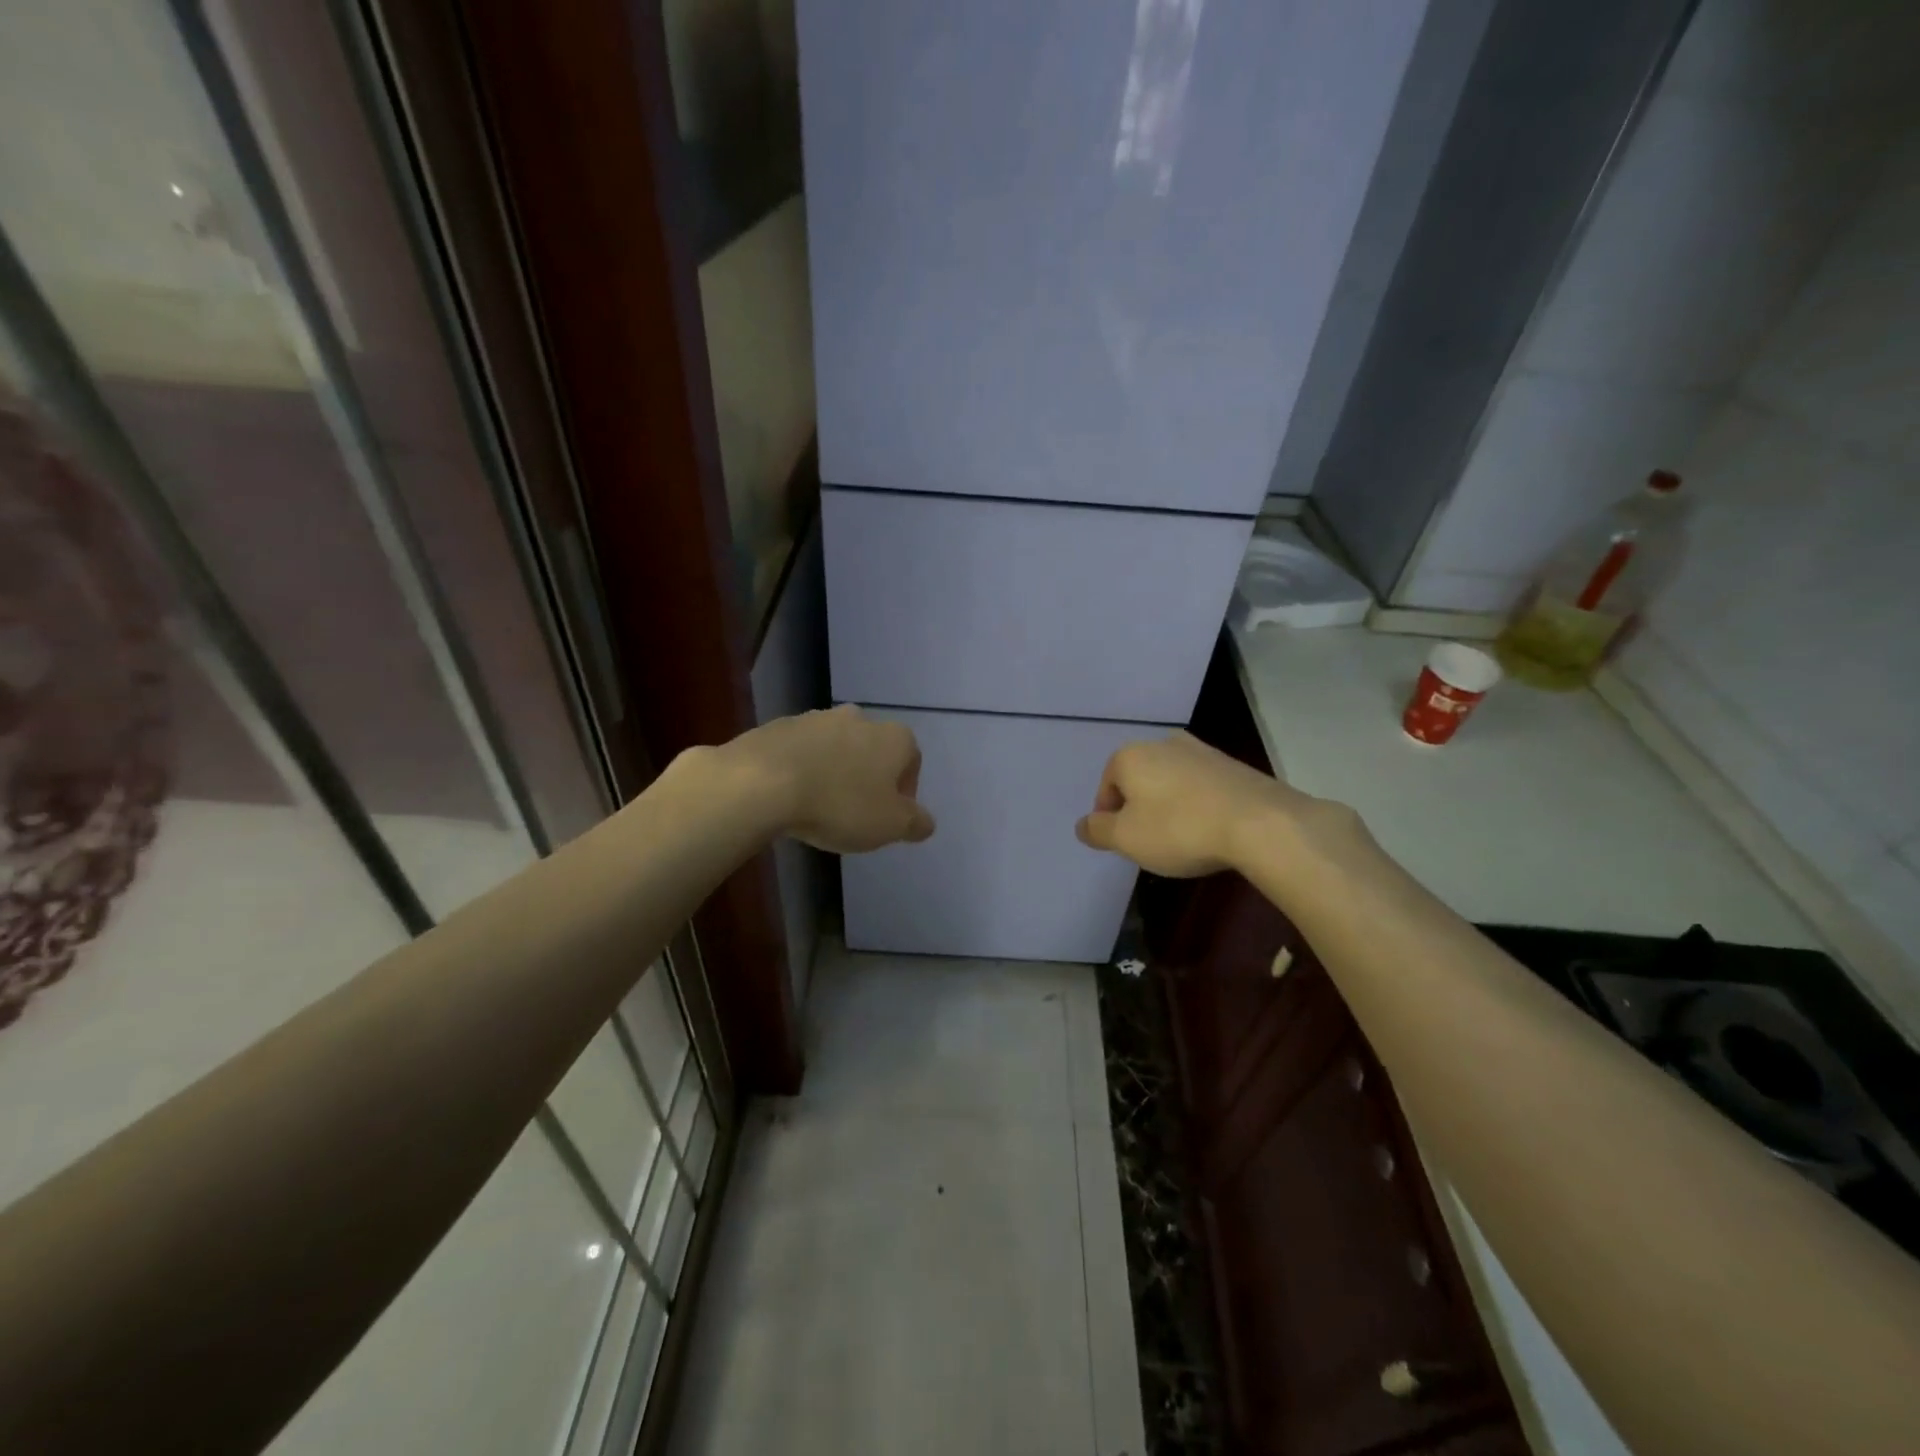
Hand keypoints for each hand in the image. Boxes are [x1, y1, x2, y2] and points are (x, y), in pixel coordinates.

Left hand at [733, 705, 935, 853]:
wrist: (762, 782)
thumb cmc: (840, 804)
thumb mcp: (890, 825)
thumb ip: (915, 823)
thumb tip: (926, 822)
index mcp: (894, 737)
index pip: (911, 762)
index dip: (904, 792)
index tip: (887, 818)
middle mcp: (859, 718)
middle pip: (872, 751)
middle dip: (867, 779)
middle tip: (854, 814)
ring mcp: (816, 718)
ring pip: (835, 748)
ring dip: (833, 772)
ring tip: (818, 807)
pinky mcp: (779, 726)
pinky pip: (799, 751)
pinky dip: (800, 770)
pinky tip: (789, 797)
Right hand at [1075, 731, 1311, 877]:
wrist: (1259, 823)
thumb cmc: (1179, 829)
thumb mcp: (1126, 838)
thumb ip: (1098, 830)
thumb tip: (1082, 825)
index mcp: (1131, 755)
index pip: (1107, 787)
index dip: (1109, 817)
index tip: (1123, 843)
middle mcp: (1163, 743)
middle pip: (1139, 779)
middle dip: (1139, 808)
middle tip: (1149, 841)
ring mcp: (1202, 751)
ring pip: (1171, 781)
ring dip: (1169, 806)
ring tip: (1182, 838)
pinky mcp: (1233, 764)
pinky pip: (1201, 786)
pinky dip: (1198, 805)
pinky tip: (1209, 830)